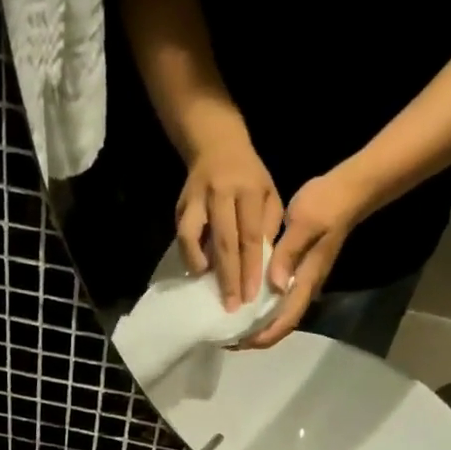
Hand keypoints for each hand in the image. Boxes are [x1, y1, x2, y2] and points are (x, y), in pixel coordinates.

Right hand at [176, 130, 281, 311]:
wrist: (216, 143)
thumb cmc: (249, 175)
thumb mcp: (269, 193)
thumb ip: (267, 225)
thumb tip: (264, 264)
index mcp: (248, 190)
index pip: (249, 236)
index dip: (250, 268)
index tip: (250, 295)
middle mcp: (221, 194)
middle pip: (224, 241)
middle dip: (228, 277)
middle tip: (231, 305)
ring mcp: (197, 199)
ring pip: (194, 236)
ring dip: (200, 264)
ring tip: (207, 288)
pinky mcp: (181, 206)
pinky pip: (182, 235)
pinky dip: (188, 254)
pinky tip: (196, 269)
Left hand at [247, 166, 373, 347]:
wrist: (347, 190)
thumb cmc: (326, 204)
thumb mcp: (305, 222)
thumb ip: (288, 253)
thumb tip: (275, 286)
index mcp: (306, 281)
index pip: (286, 320)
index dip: (263, 336)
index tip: (239, 342)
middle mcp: (304, 288)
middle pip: (280, 325)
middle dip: (254, 337)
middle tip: (226, 339)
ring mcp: (300, 281)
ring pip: (277, 314)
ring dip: (255, 325)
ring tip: (229, 326)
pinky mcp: (295, 272)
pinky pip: (275, 299)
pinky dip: (257, 307)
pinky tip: (239, 302)